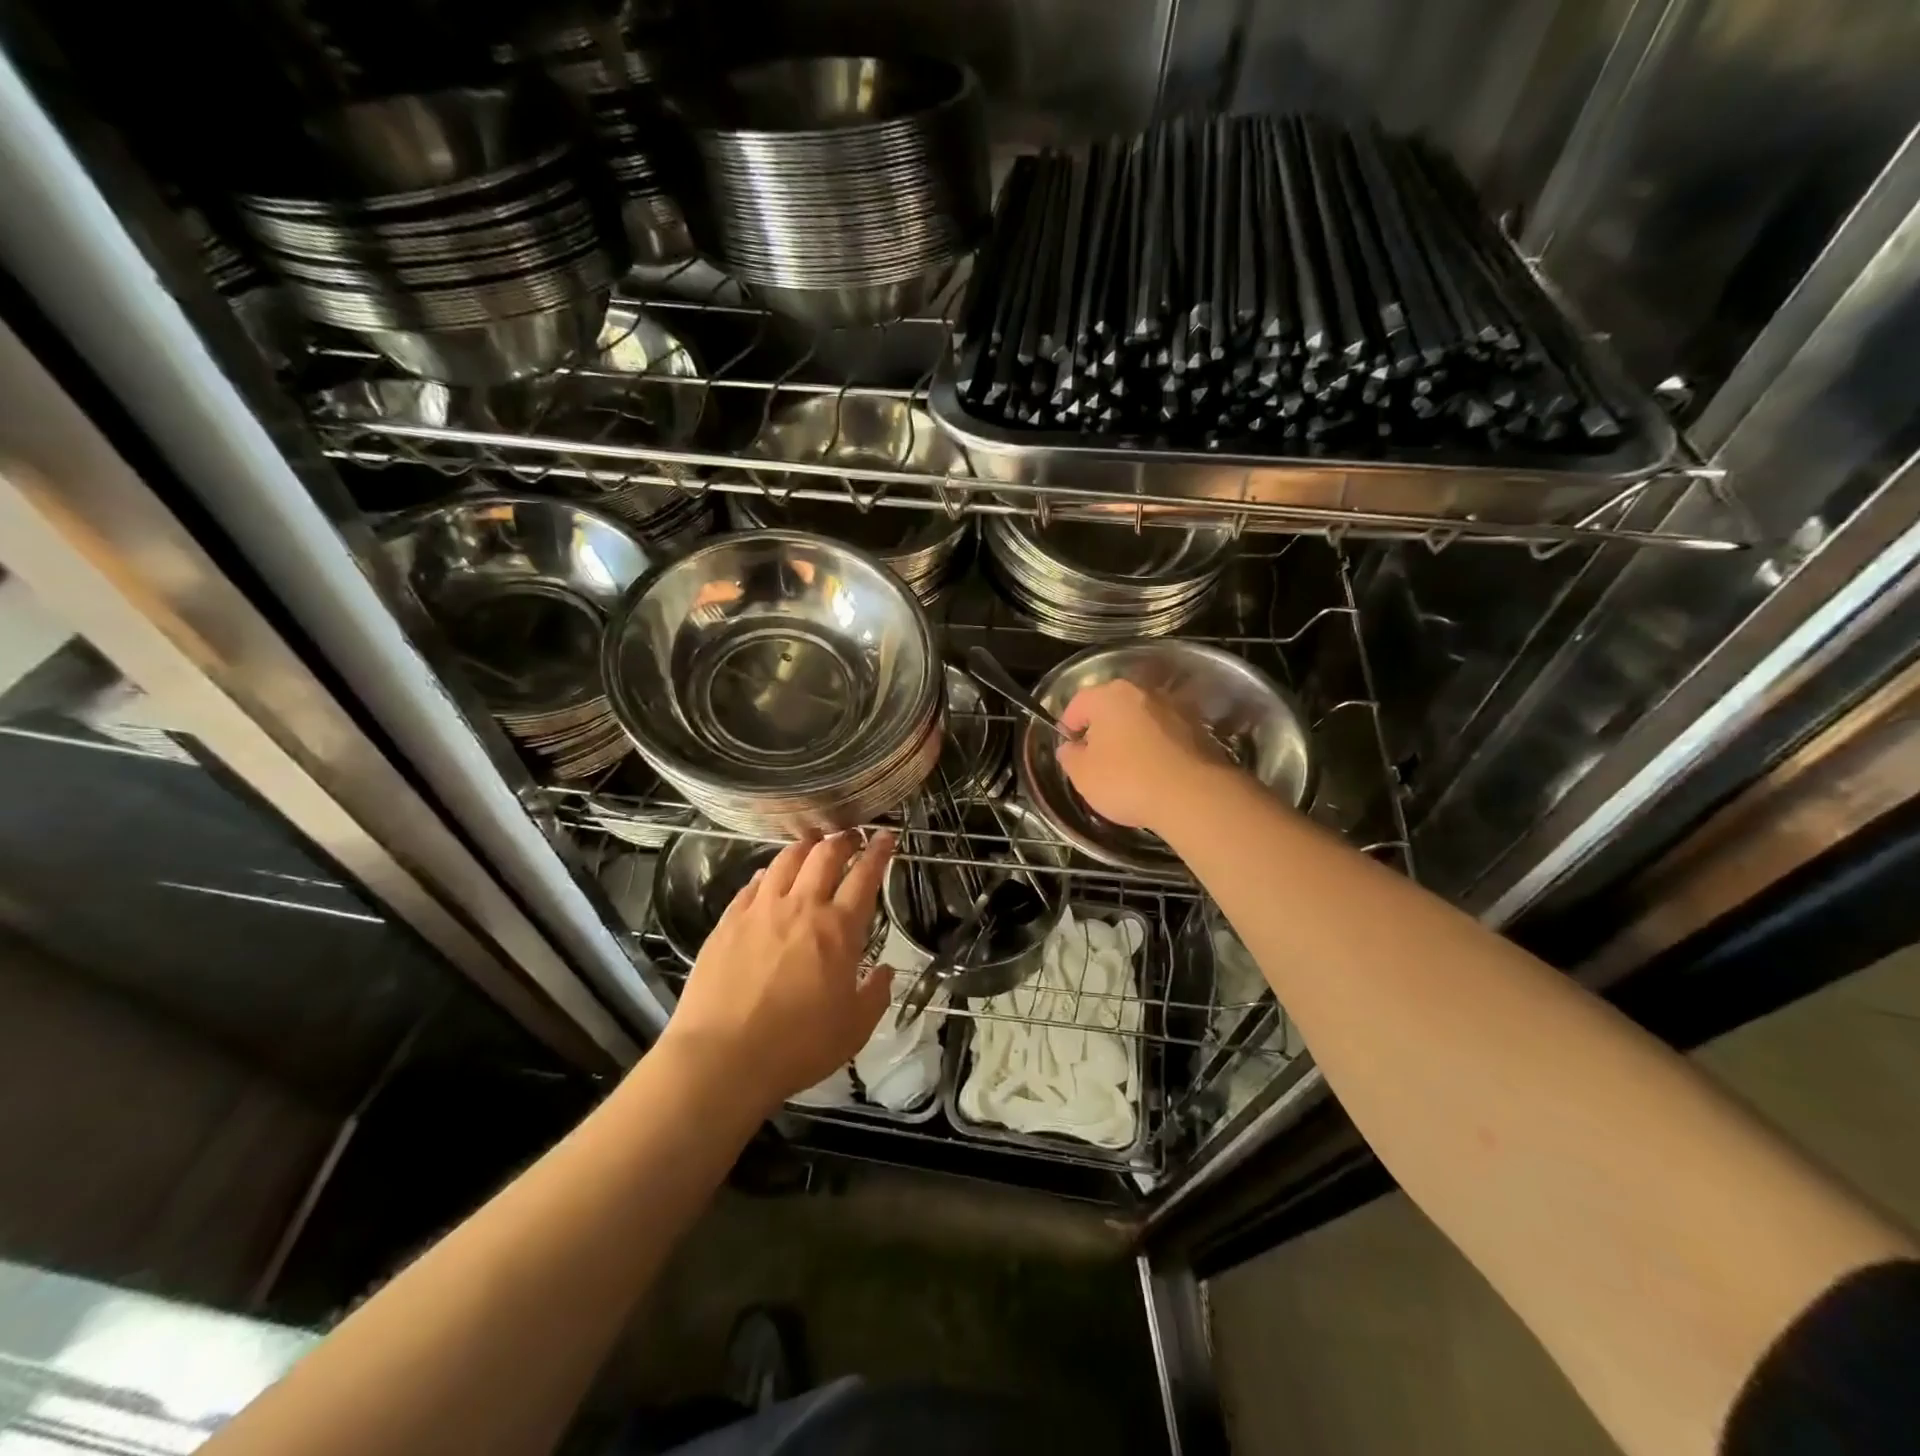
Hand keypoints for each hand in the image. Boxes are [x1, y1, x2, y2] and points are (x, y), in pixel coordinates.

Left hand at [663, 831, 895, 1111]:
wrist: (722, 1058)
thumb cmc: (798, 1046)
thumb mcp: (854, 1029)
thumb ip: (875, 995)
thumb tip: (885, 972)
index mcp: (839, 929)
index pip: (865, 876)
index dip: (879, 852)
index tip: (887, 836)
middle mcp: (801, 907)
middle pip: (825, 855)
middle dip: (843, 839)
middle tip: (851, 836)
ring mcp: (761, 910)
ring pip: (786, 860)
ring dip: (805, 845)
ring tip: (813, 841)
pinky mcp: (728, 921)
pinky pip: (753, 883)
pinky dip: (768, 872)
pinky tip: (769, 875)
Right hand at [1056, 679, 1228, 833]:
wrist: (1194, 796)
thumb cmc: (1127, 780)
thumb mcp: (1082, 775)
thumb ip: (1069, 756)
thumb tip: (1071, 748)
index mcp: (1109, 695)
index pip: (1078, 703)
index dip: (1068, 727)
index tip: (1070, 750)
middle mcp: (1143, 692)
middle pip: (1112, 707)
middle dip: (1102, 730)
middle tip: (1097, 760)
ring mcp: (1174, 707)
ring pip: (1142, 719)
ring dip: (1132, 737)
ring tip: (1129, 769)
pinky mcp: (1199, 728)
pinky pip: (1166, 734)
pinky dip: (1157, 747)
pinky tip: (1156, 773)